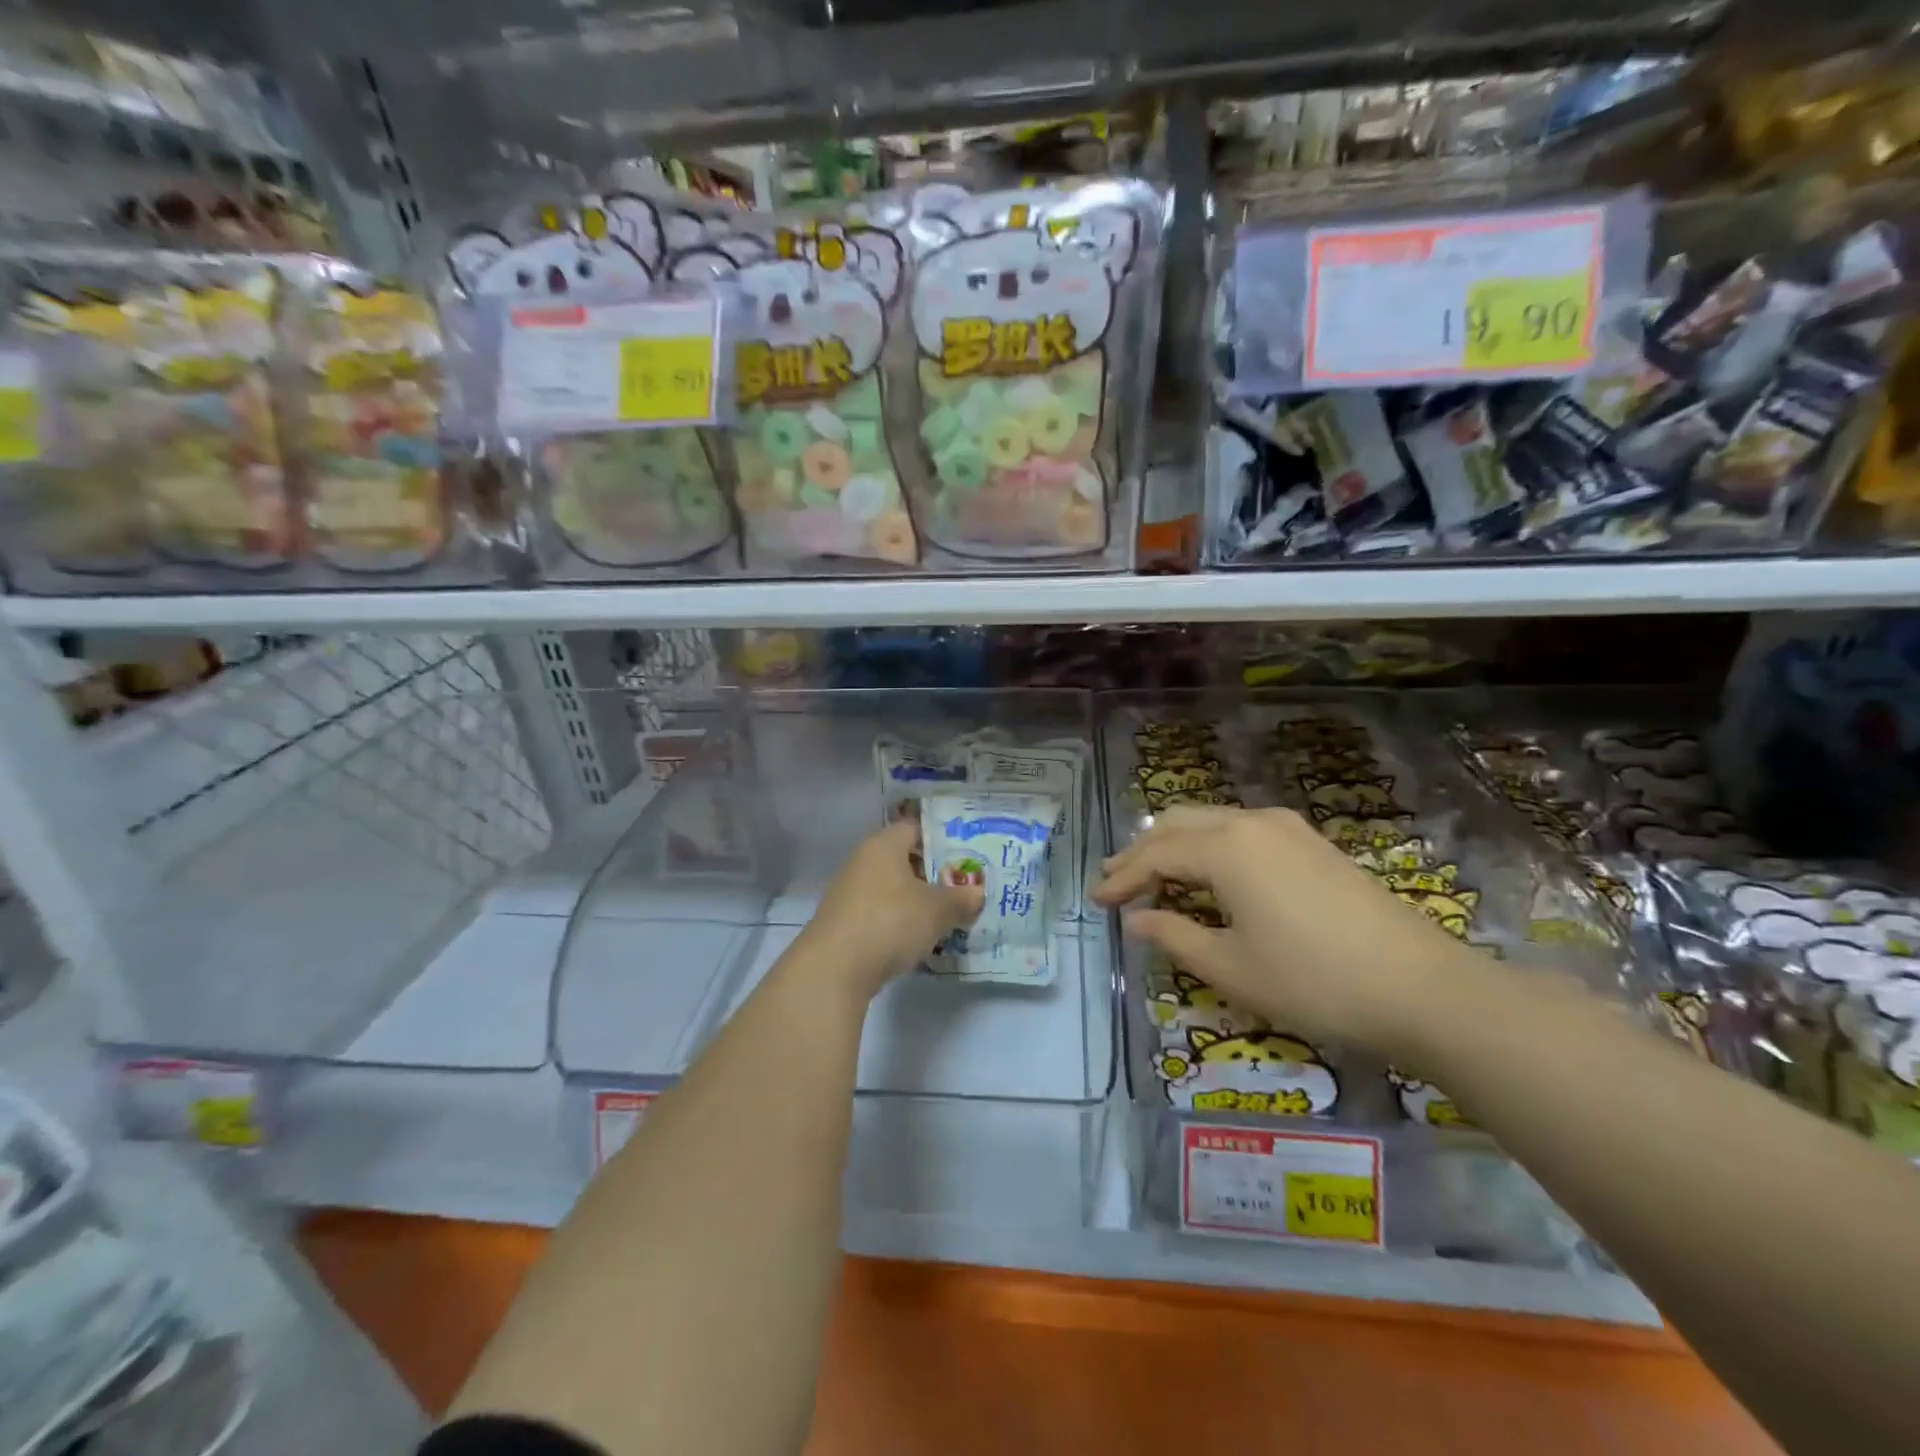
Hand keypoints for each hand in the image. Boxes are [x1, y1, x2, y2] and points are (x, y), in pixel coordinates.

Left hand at [803, 817, 984, 1000]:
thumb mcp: (936, 910)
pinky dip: (902, 923)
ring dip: (919, 901)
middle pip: (905, 860)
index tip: (969, 851)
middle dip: (935, 874)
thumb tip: (977, 893)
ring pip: (895, 890)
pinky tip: (923, 939)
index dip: (943, 837)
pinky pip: (883, 915)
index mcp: (884, 845)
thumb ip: (960, 898)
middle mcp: (863, 862)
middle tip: (967, 886)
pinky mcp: (846, 924)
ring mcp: (851, 894)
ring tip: (951, 915)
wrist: (834, 969)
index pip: (916, 828)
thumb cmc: (889, 921)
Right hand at [1093, 804, 1476, 1055]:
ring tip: (1152, 877)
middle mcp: (1251, 822)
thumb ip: (1174, 937)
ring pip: (1210, 821)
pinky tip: (1206, 876)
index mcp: (1226, 847)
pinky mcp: (1310, 842)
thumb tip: (1138, 920)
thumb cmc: (1314, 981)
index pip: (1155, 854)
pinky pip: (1240, 831)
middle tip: (1115, 882)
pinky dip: (1208, 847)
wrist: (1421, 987)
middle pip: (1178, 823)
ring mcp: (1286, 828)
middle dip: (1141, 851)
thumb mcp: (1231, 968)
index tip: (1096, 901)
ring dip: (1174, 846)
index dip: (1121, 878)